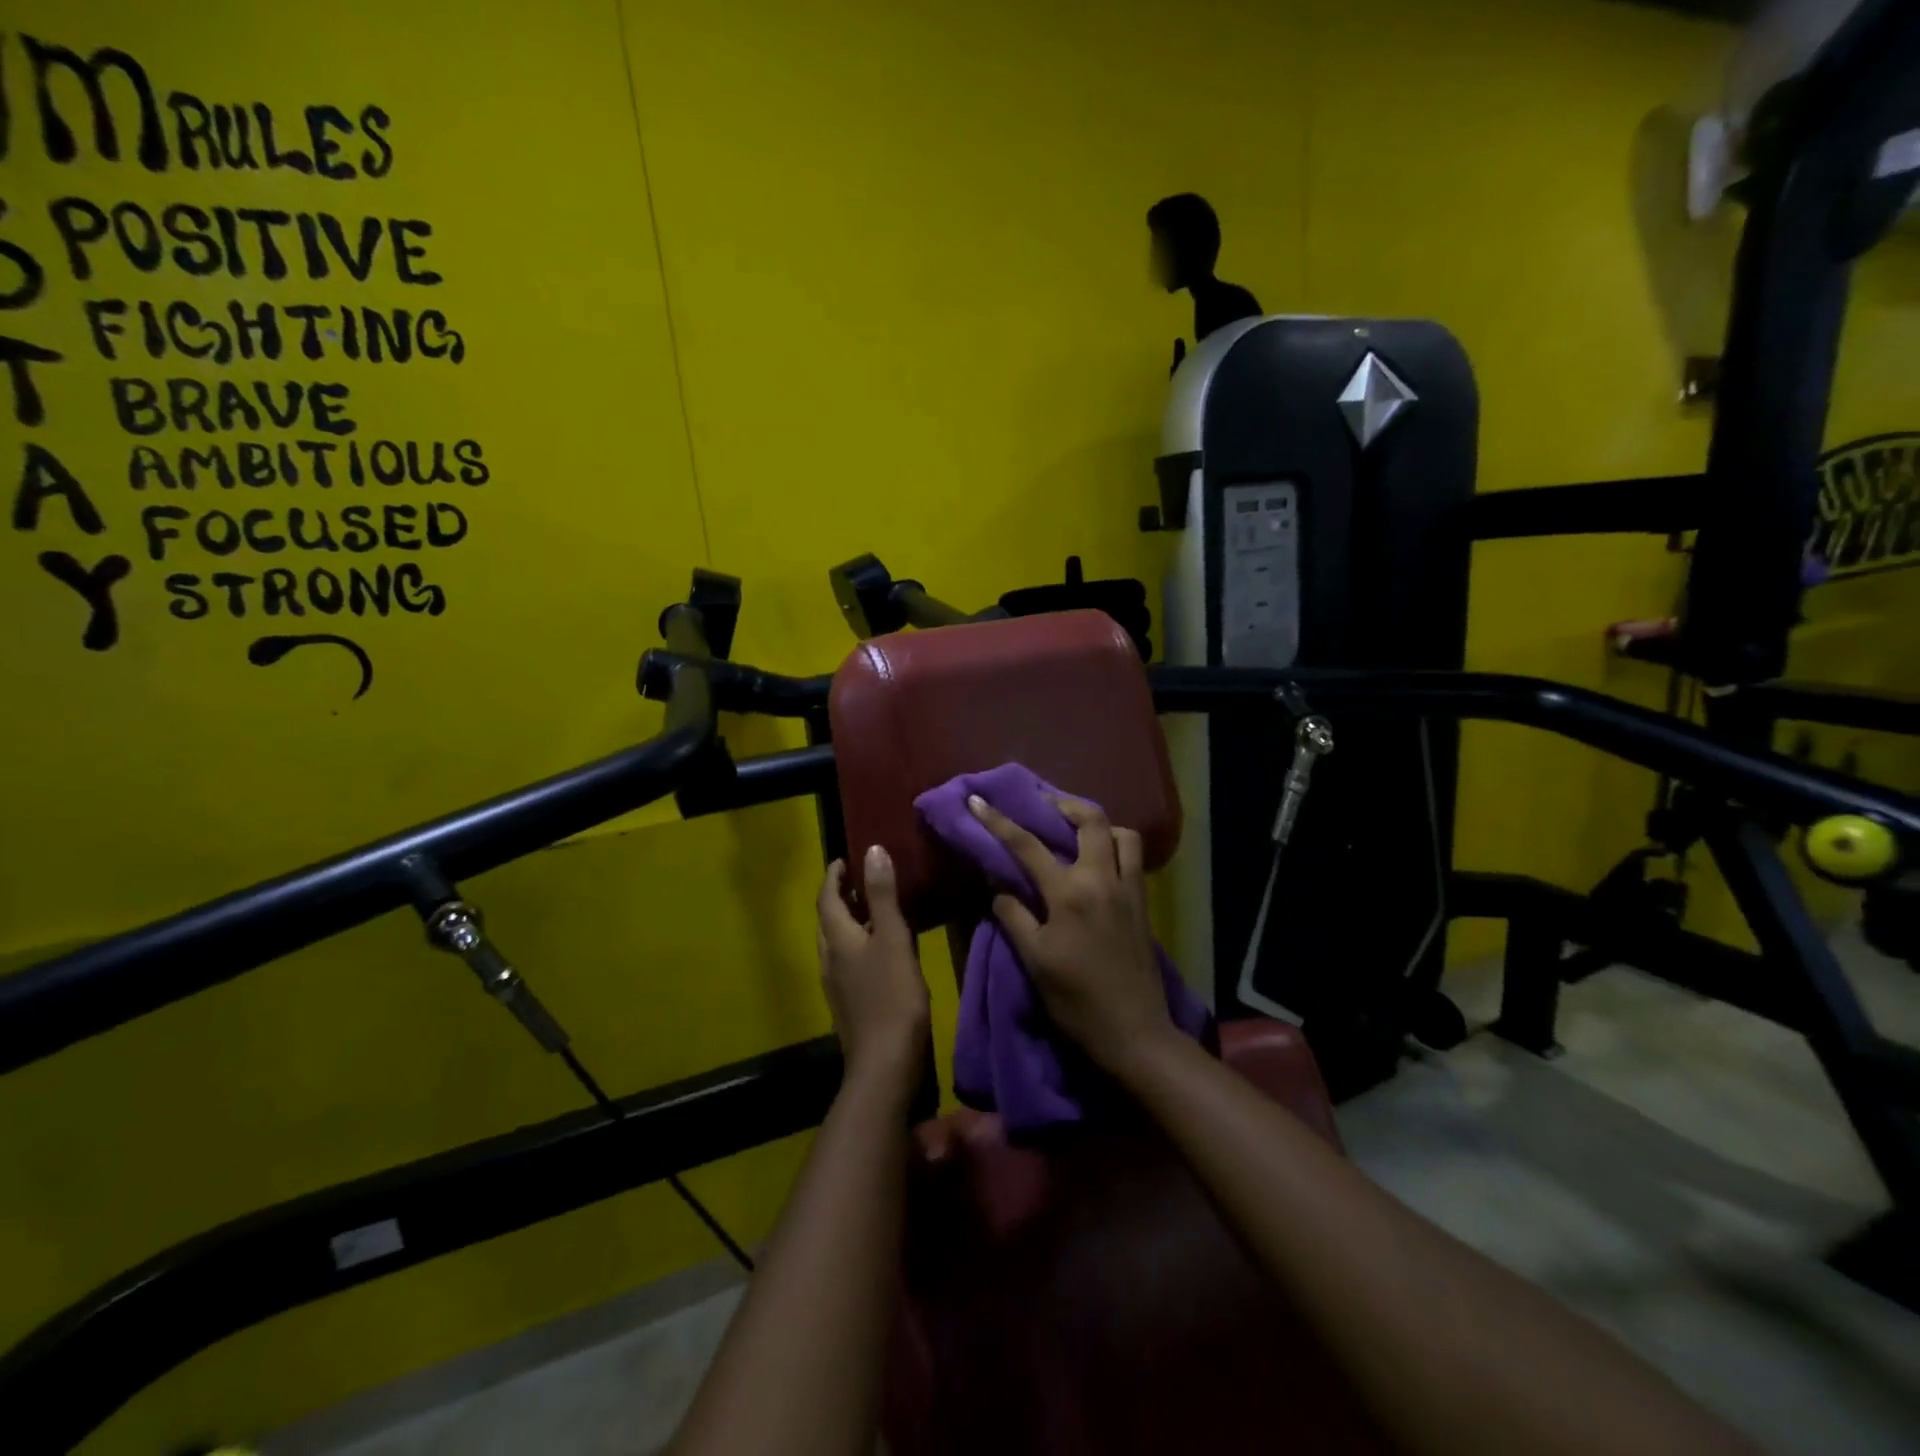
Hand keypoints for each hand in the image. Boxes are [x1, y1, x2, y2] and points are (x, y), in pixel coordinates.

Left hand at [816, 845, 929, 1092]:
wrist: (884, 1064)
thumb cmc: (892, 996)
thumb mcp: (892, 939)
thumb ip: (883, 896)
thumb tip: (871, 850)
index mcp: (837, 939)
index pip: (827, 898)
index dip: (833, 877)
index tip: (843, 859)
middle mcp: (829, 958)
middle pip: (827, 920)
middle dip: (838, 897)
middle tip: (858, 881)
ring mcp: (836, 984)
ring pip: (835, 942)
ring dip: (848, 921)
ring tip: (871, 910)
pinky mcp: (848, 1003)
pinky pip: (846, 961)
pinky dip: (856, 944)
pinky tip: (878, 951)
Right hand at [968, 794, 1174, 1075]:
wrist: (1134, 1032)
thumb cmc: (1076, 1000)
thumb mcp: (1034, 960)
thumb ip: (1015, 917)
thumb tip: (1000, 888)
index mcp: (1069, 894)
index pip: (1027, 845)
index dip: (999, 820)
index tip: (978, 800)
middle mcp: (1102, 880)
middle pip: (1090, 820)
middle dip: (1063, 803)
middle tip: (1042, 803)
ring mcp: (1129, 889)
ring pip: (1122, 833)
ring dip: (1098, 823)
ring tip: (1075, 830)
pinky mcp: (1143, 902)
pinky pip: (1133, 857)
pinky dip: (1115, 845)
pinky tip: (1098, 860)